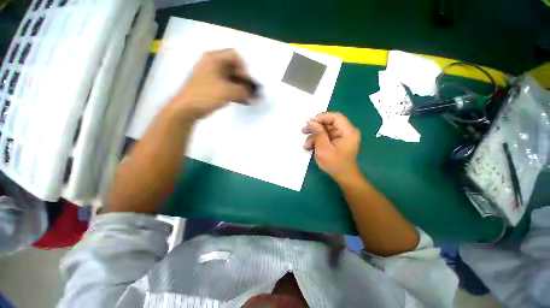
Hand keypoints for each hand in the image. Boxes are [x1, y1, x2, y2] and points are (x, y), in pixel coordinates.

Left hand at [172, 49, 252, 118]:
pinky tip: (244, 101)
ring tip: (250, 98)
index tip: (246, 81)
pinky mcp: (214, 87)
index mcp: (214, 59)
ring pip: (232, 79)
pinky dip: (236, 93)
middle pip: (234, 68)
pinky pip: (228, 87)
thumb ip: (243, 90)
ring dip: (242, 88)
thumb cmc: (206, 94)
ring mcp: (213, 77)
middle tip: (250, 91)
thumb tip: (252, 93)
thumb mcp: (228, 91)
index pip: (234, 56)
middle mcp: (213, 65)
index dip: (243, 67)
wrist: (188, 108)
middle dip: (245, 80)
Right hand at [302, 112, 360, 180]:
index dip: (321, 118)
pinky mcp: (339, 141)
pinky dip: (318, 140)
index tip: (309, 122)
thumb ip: (318, 133)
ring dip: (315, 136)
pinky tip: (310, 147)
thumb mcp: (323, 149)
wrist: (343, 177)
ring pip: (326, 130)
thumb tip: (311, 121)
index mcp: (348, 132)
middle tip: (303, 131)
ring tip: (306, 145)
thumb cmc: (334, 164)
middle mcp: (347, 131)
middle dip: (315, 128)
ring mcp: (343, 136)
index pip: (335, 117)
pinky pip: (327, 136)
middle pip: (329, 123)